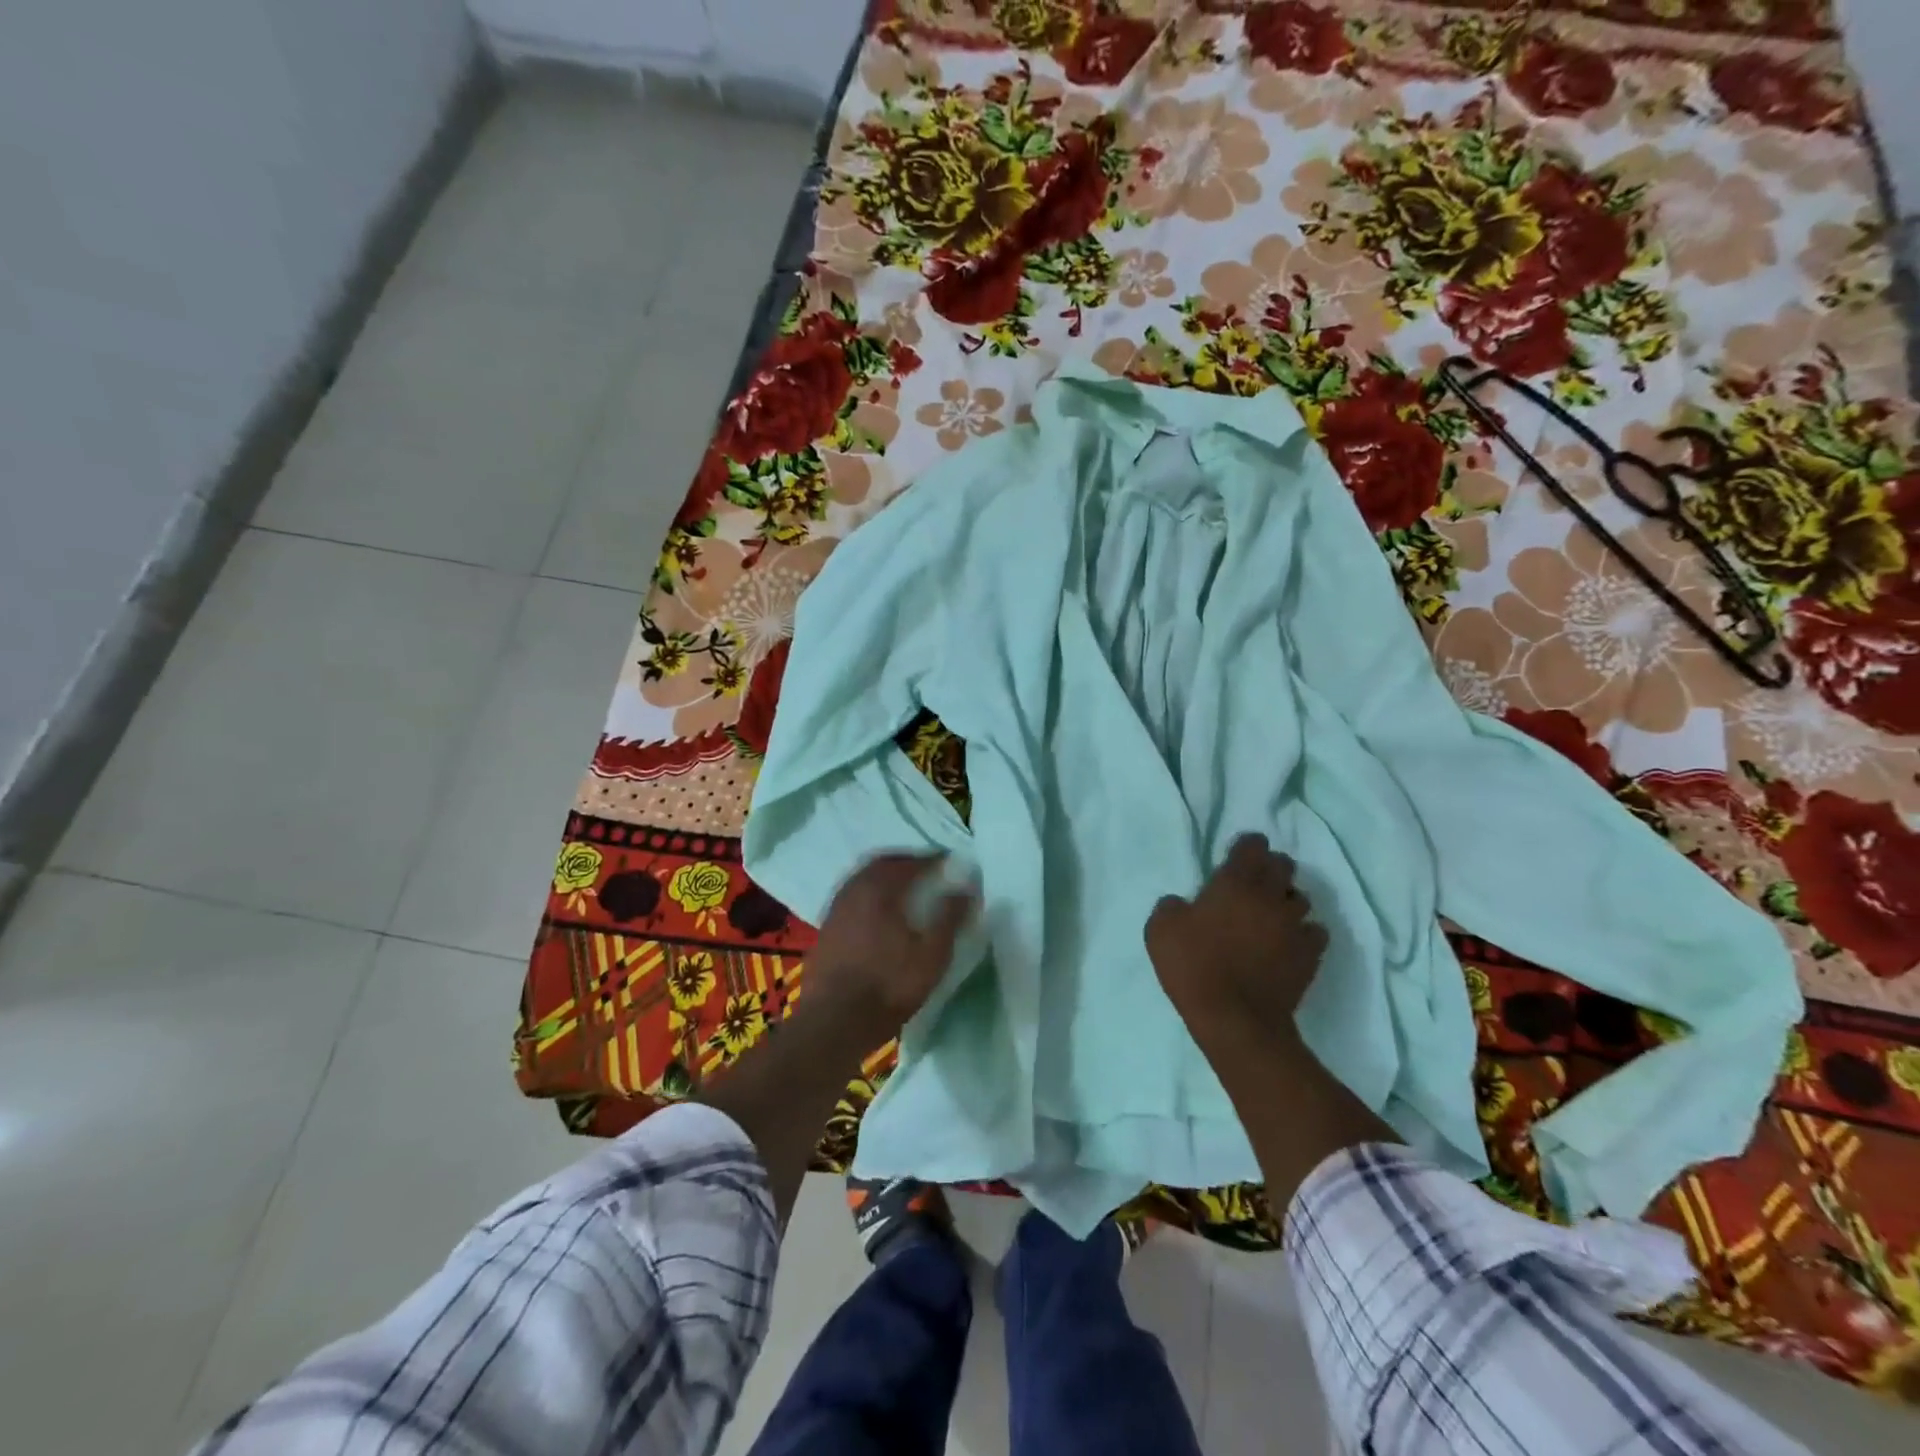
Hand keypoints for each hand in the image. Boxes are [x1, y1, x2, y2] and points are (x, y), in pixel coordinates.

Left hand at [807, 854, 975, 1045]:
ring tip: (904, 890)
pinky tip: (879, 914)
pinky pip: (852, 896)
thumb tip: (966, 888)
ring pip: (863, 878)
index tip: (950, 862)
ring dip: (885, 877)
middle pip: (882, 863)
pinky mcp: (826, 927)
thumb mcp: (932, 955)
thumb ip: (950, 917)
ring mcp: (836, 907)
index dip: (933, 860)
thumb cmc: (889, 986)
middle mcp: (854, 889)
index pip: (911, 862)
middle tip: (926, 870)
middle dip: (906, 862)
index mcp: (880, 888)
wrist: (834, 1022)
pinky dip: (870, 894)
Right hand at [1145, 834, 1327, 1053]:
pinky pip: (1314, 932)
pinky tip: (1290, 942)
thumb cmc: (1193, 966)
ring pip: (1301, 898)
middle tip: (1254, 882)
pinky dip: (1304, 932)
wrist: (1235, 1019)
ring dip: (1287, 900)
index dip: (1246, 846)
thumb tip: (1181, 903)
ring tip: (1272, 913)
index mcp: (1235, 882)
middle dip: (1270, 867)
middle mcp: (1270, 895)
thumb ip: (1171, 906)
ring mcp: (1295, 925)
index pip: (1252, 845)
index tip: (1237, 855)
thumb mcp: (1160, 930)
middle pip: (1283, 865)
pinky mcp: (1310, 955)